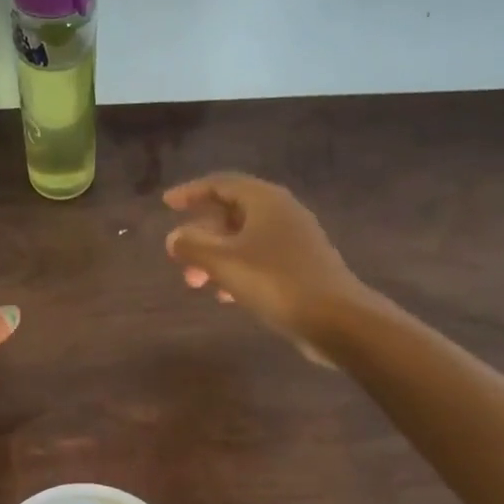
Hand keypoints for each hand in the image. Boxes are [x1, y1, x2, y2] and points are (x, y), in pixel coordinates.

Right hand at [163, 173, 366, 362]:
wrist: (337, 319)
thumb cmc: (275, 282)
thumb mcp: (224, 262)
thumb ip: (192, 246)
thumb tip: (174, 237)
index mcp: (265, 201)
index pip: (221, 184)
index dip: (191, 192)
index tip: (166, 204)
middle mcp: (282, 213)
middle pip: (232, 213)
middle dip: (201, 235)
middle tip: (178, 258)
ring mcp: (295, 240)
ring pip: (243, 239)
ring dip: (215, 257)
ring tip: (196, 284)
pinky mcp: (301, 266)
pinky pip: (258, 259)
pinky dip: (236, 270)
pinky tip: (225, 295)